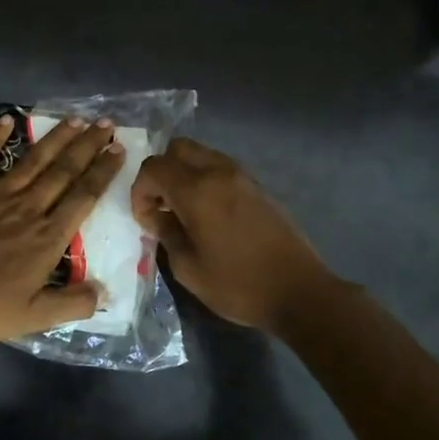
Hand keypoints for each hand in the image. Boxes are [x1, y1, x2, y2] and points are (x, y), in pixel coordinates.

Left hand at [0, 114, 124, 344]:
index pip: (84, 196)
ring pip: (33, 160)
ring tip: (75, 118)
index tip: (118, 150)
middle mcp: (28, 207)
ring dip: (56, 137)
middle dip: (87, 145)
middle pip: (64, 170)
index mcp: (48, 237)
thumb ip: (73, 304)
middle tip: (106, 123)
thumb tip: (105, 293)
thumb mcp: (33, 318)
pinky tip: (7, 119)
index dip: (103, 172)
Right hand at [131, 137, 336, 330]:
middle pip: (178, 148)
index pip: (154, 168)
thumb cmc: (238, 285)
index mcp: (197, 191)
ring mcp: (243, 176)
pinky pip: (221, 168)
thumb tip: (157, 217)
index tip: (145, 219)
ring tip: (183, 211)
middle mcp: (219, 172)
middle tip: (161, 206)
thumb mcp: (188, 268)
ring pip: (201, 155)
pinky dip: (205, 180)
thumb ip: (166, 234)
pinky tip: (208, 214)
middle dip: (161, 173)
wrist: (299, 291)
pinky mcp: (258, 187)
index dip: (140, 191)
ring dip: (184, 174)